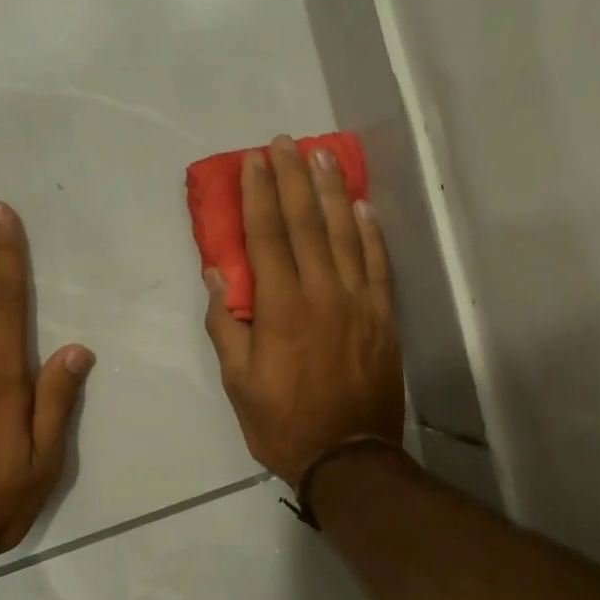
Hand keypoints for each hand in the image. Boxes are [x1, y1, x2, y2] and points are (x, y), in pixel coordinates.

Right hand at [204, 136, 405, 484]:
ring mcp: (359, 302)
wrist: (349, 457)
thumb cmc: (283, 423)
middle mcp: (322, 293)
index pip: (267, 237)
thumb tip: (217, 276)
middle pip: (307, 223)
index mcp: (281, 308)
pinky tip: (362, 206)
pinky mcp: (382, 316)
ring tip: (322, 156)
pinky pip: (377, 264)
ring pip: (345, 234)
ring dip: (332, 191)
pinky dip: (369, 232)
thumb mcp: (239, 382)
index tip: (254, 160)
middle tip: (285, 142)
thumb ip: (227, 326)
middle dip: (293, 178)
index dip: (259, 194)